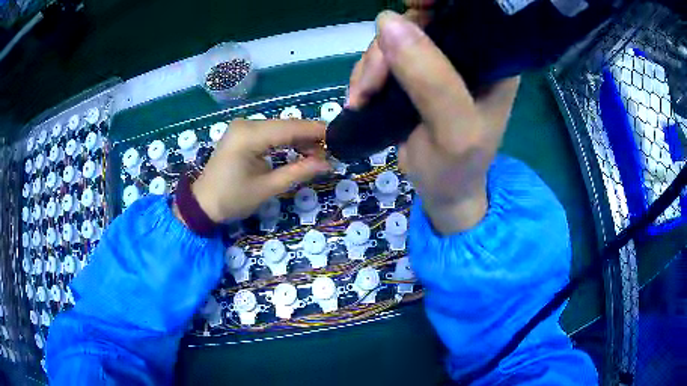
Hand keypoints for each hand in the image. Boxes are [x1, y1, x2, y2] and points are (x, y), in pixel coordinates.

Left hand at [189, 119, 329, 222]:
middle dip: (309, 138)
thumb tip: (327, 164)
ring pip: (279, 128)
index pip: (290, 128)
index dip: (316, 132)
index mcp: (249, 136)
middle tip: (330, 154)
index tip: (339, 139)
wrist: (202, 204)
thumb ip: (298, 172)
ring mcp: (242, 127)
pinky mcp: (242, 133)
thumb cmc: (232, 199)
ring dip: (299, 140)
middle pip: (286, 125)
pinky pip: (269, 133)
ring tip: (317, 156)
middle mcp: (246, 124)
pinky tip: (299, 151)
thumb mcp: (267, 188)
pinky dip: (285, 141)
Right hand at [348, 10, 519, 233]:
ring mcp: (439, 62)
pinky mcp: (415, 74)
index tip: (409, 7)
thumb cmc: (457, 168)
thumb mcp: (453, 130)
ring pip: (395, 38)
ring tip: (362, 98)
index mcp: (493, 61)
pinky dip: (366, 73)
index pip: (468, 13)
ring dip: (371, 64)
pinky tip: (361, 97)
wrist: (442, 192)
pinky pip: (383, 57)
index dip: (436, 3)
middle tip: (371, 83)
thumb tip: (388, 22)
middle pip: (422, 21)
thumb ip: (430, 79)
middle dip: (388, 46)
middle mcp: (468, 55)